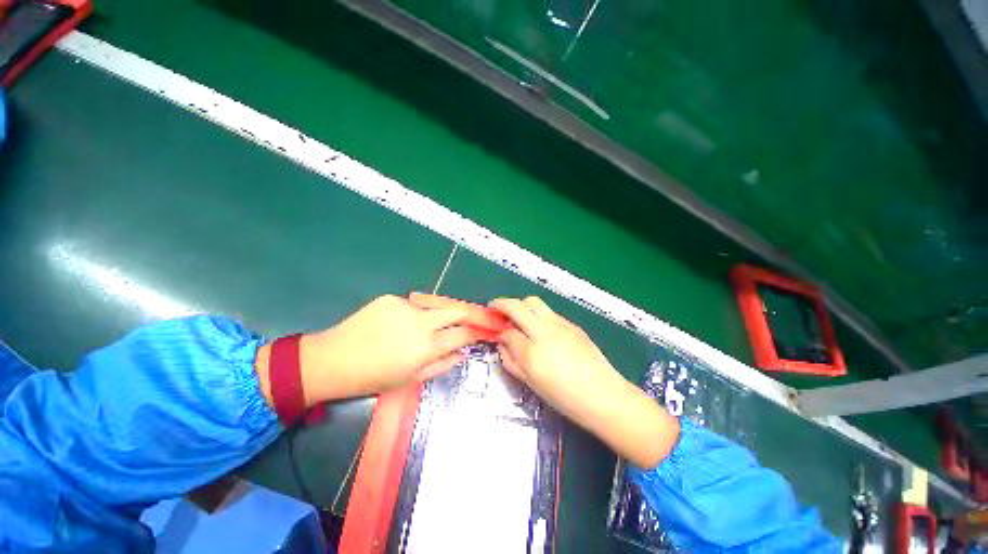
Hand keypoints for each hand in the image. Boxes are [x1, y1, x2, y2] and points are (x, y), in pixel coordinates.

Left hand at [257, 294, 485, 406]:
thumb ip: (442, 365)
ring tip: (415, 330)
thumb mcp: (411, 378)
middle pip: (456, 310)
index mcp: (426, 347)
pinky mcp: (391, 298)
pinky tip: (394, 325)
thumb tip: (462, 353)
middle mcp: (421, 322)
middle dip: (467, 314)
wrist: (332, 360)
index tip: (480, 332)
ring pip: (432, 308)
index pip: (462, 334)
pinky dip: (410, 314)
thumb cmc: (373, 377)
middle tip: (466, 321)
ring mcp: (406, 306)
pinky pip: (410, 305)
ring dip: (432, 317)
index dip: (474, 333)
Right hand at [491, 296, 679, 467]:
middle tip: (495, 308)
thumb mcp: (531, 383)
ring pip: (533, 302)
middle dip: (501, 304)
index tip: (495, 332)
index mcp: (531, 351)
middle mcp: (543, 331)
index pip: (507, 332)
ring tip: (517, 315)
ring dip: (520, 305)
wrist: (602, 394)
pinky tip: (540, 327)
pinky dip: (537, 313)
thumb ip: (511, 361)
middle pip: (517, 306)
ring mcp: (559, 324)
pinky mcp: (571, 323)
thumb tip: (501, 343)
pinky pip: (548, 311)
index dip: (498, 331)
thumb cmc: (563, 396)